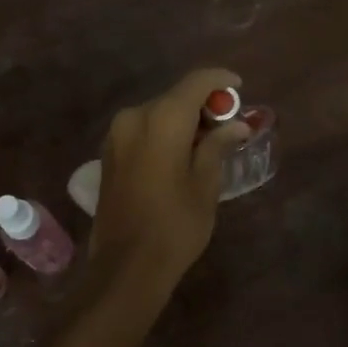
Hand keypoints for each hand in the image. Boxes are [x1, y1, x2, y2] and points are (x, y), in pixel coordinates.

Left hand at [89, 68, 250, 290]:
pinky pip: (142, 131)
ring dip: (183, 121)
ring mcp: (116, 135)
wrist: (126, 266)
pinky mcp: (109, 155)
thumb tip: (236, 126)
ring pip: (157, 114)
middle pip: (175, 97)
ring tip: (207, 144)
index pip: (196, 82)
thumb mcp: (206, 184)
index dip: (220, 80)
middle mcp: (134, 117)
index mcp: (162, 119)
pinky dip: (164, 134)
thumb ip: (217, 146)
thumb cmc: (175, 224)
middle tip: (228, 125)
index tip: (239, 88)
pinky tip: (180, 156)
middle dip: (203, 106)